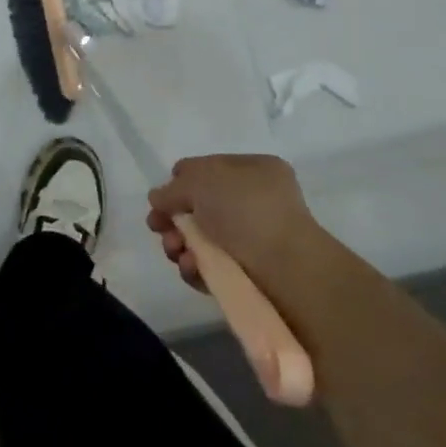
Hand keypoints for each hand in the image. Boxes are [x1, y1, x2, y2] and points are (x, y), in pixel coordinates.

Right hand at [146, 154, 321, 290]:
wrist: (287, 270)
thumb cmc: (246, 210)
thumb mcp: (201, 180)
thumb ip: (172, 188)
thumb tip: (157, 199)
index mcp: (254, 170)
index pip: (207, 169)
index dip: (180, 182)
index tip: (162, 198)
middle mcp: (255, 203)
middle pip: (198, 208)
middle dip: (173, 219)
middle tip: (158, 228)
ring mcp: (253, 241)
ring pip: (200, 240)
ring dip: (178, 244)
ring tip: (175, 250)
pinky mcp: (247, 277)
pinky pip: (210, 268)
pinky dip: (195, 267)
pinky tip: (191, 266)